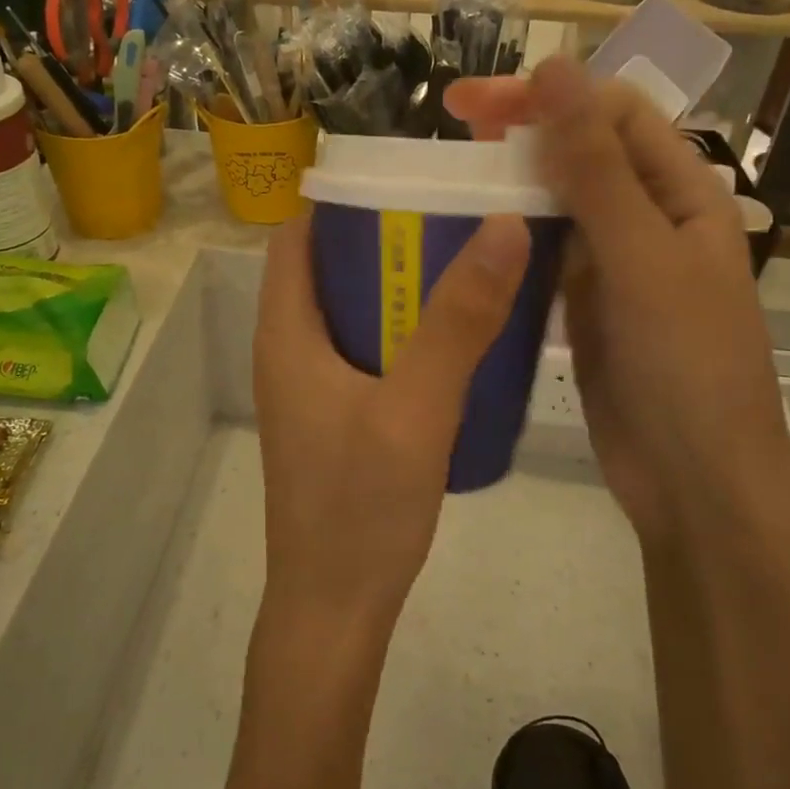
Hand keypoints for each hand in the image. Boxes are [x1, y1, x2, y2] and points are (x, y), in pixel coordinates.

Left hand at [253, 213, 530, 628]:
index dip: (345, 198)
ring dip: (402, 286)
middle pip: (331, 268)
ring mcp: (313, 386)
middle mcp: (290, 350)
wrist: (336, 610)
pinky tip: (460, 336)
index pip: (298, 236)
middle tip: (457, 218)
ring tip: (468, 263)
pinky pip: (369, 349)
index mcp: (286, 333)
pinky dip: (406, 330)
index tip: (411, 178)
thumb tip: (503, 226)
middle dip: (387, 238)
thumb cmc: (360, 508)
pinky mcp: (338, 416)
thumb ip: (458, 321)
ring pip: (354, 310)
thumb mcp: (416, 408)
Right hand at [445, 57, 789, 544]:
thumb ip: (596, 168)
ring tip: (451, 173)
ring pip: (559, 200)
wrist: (693, 481)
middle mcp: (649, 216)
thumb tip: (556, 68)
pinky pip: (545, 252)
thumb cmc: (684, 365)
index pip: (611, 112)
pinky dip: (512, 235)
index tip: (472, 103)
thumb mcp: (641, 258)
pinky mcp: (585, 302)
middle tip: (451, 124)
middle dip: (522, 129)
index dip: (546, 95)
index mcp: (682, 192)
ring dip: (512, 180)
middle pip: (582, 150)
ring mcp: (615, 262)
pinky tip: (471, 232)